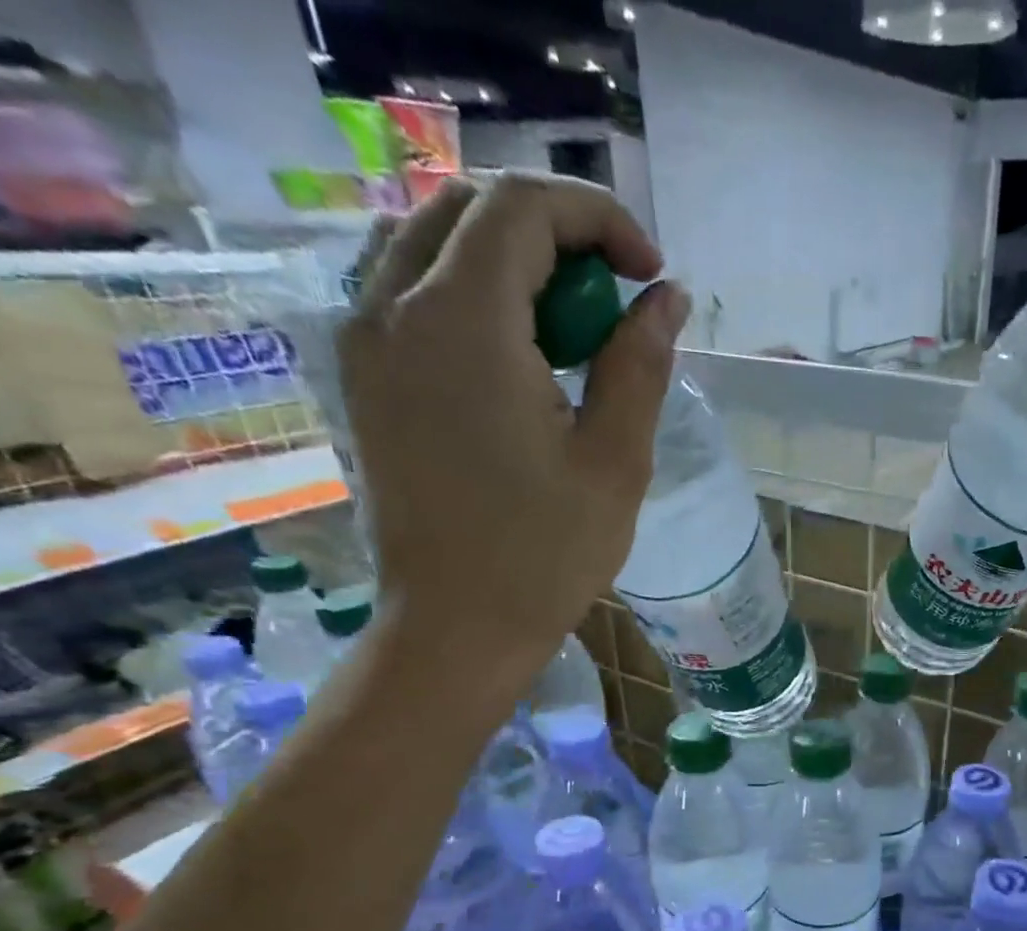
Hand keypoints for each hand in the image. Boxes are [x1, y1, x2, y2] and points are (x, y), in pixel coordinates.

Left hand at [339, 172, 690, 688]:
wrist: (456, 627)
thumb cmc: (545, 555)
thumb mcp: (614, 462)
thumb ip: (638, 365)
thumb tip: (664, 299)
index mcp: (462, 322)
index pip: (524, 207)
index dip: (599, 220)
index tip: (649, 275)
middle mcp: (392, 306)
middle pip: (471, 207)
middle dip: (556, 232)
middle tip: (613, 297)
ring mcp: (365, 339)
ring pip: (430, 239)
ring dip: (509, 257)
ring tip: (567, 322)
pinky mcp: (361, 375)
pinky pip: (407, 287)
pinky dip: (468, 290)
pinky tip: (515, 351)